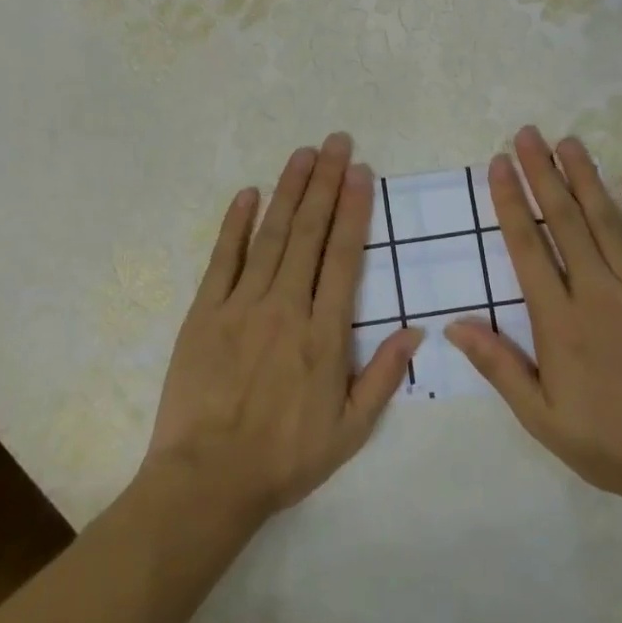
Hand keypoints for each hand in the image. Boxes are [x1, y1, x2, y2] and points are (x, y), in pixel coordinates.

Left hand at [143, 133, 420, 530]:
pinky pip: (223, 259)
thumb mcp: (350, 431)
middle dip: (326, 184)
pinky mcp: (205, 312)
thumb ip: (384, 376)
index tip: (361, 173)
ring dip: (288, 190)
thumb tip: (416, 329)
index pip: (344, 257)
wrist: (207, 480)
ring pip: (271, 235)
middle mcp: (286, 307)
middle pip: (309, 233)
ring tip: (303, 154)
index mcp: (324, 334)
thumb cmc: (284, 457)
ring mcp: (242, 305)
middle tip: (336, 142)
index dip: (354, 211)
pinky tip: (247, 193)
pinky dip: (236, 224)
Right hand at [447, 126, 621, 514]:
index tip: (499, 163)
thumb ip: (499, 367)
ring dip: (586, 178)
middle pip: (564, 221)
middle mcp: (599, 293)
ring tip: (568, 141)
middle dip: (543, 173)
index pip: (528, 247)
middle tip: (528, 134)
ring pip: (608, 223)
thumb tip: (454, 325)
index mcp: (560, 321)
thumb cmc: (608, 443)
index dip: (510, 201)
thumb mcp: (541, 418)